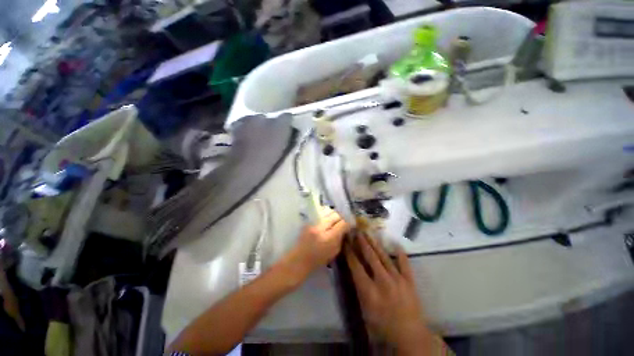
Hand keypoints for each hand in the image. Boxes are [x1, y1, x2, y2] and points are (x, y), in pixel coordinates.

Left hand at [287, 211, 349, 276]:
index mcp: (328, 237)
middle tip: (342, 223)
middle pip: (335, 214)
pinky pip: (320, 211)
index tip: (350, 225)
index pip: (342, 223)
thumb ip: (341, 238)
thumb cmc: (318, 259)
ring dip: (333, 214)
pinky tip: (326, 219)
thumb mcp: (334, 251)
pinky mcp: (308, 220)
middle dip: (341, 217)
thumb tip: (346, 227)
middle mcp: (321, 227)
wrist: (299, 258)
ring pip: (328, 210)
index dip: (348, 223)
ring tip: (334, 220)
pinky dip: (326, 214)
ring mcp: (313, 222)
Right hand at [345, 234, 435, 352]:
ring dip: (374, 243)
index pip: (356, 266)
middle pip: (370, 256)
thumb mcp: (365, 310)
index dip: (349, 251)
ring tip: (368, 232)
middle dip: (361, 242)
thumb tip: (354, 269)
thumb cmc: (382, 326)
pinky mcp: (409, 281)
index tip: (345, 240)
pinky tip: (395, 243)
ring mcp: (398, 279)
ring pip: (384, 256)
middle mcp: (383, 281)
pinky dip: (400, 253)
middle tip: (356, 230)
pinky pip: (404, 263)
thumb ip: (359, 288)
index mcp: (369, 291)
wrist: (410, 337)